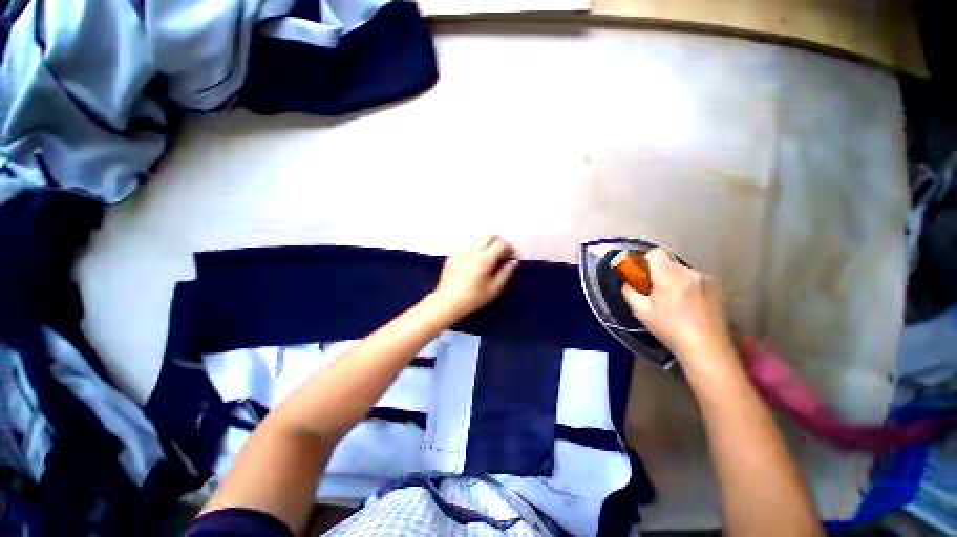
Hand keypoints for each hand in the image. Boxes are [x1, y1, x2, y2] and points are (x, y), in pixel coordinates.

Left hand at [431, 236, 518, 317]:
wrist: (447, 302)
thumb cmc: (473, 298)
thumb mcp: (494, 289)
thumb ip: (505, 273)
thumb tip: (514, 262)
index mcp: (484, 259)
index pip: (500, 244)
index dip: (509, 248)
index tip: (511, 256)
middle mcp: (472, 251)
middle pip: (488, 236)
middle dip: (498, 242)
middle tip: (502, 253)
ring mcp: (461, 252)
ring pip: (477, 241)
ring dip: (486, 246)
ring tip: (488, 259)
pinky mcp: (452, 256)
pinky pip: (467, 249)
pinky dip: (474, 252)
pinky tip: (474, 264)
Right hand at [622, 249, 736, 367]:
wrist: (707, 348)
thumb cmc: (670, 329)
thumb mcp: (641, 312)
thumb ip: (629, 292)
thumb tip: (627, 282)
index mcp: (670, 276)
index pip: (655, 253)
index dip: (645, 260)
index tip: (641, 275)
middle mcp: (690, 272)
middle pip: (668, 263)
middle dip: (658, 273)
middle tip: (653, 292)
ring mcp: (706, 279)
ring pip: (681, 272)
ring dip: (673, 280)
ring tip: (672, 302)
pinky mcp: (716, 288)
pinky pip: (694, 280)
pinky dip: (686, 287)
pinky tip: (687, 306)